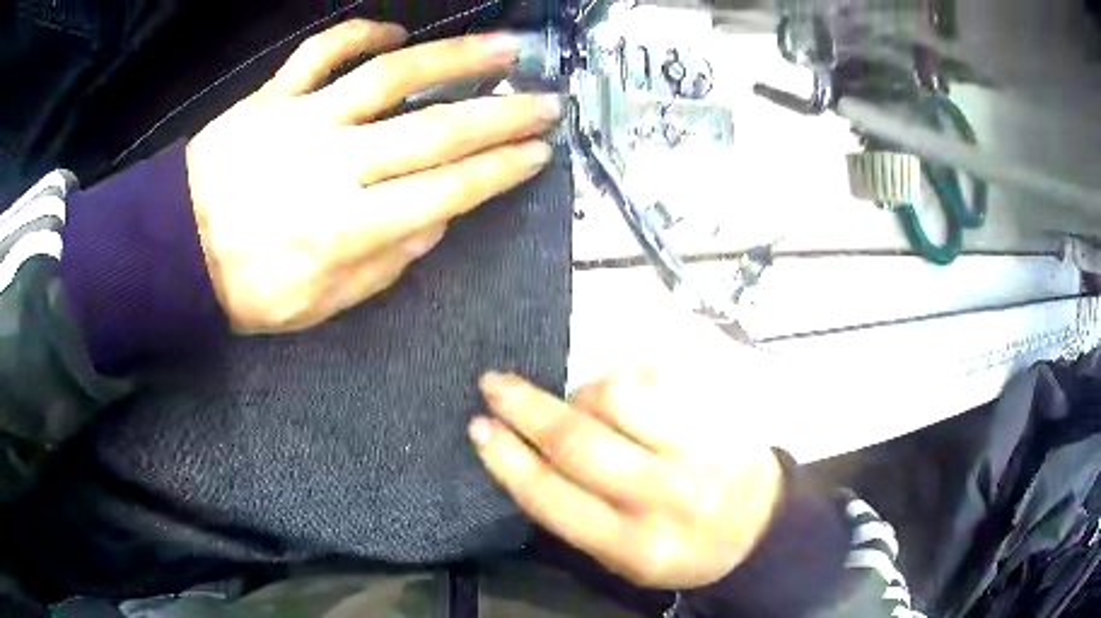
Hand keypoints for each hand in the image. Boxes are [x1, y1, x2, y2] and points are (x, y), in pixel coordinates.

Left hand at [186, 20, 560, 333]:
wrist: (173, 250)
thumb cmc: (245, 287)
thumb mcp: (317, 307)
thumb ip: (381, 269)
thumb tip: (435, 224)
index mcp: (346, 229)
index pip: (444, 191)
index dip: (499, 171)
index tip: (539, 153)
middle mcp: (332, 166)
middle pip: (433, 130)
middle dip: (501, 114)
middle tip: (546, 102)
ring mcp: (301, 121)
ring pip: (388, 77)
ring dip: (453, 57)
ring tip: (503, 45)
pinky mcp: (272, 97)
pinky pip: (320, 53)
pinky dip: (360, 34)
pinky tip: (395, 32)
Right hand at [470, 369, 783, 589]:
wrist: (761, 528)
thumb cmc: (682, 548)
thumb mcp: (621, 558)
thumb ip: (574, 515)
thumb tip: (523, 454)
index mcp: (636, 548)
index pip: (554, 499)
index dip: (508, 460)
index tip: (478, 428)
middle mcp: (668, 499)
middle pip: (580, 442)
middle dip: (526, 409)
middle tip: (494, 384)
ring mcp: (701, 450)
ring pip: (618, 395)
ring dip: (584, 392)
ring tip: (587, 404)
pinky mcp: (721, 414)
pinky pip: (658, 375)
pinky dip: (627, 377)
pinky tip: (629, 393)